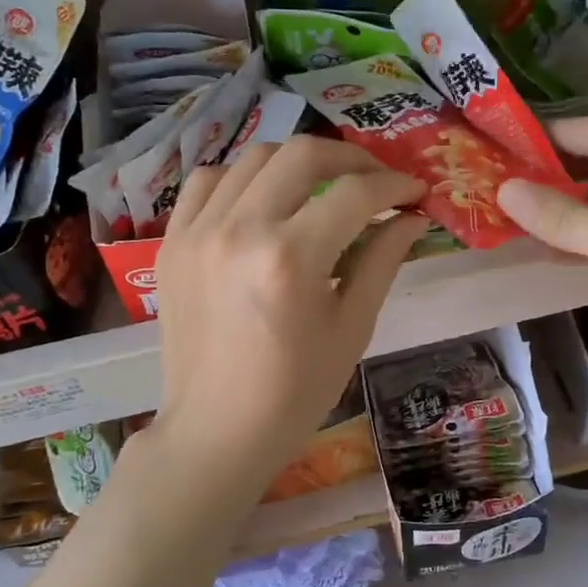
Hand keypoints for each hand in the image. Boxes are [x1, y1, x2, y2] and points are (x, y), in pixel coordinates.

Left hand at [151, 136, 427, 498]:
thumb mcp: (352, 329)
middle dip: (351, 158)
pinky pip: (209, 181)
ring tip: (323, 187)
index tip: (415, 191)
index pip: (355, 193)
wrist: (216, 432)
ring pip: (255, 157)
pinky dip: (245, 178)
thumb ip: (382, 261)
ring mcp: (197, 231)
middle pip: (303, 154)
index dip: (395, 184)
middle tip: (375, 180)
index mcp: (291, 259)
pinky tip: (265, 201)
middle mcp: (240, 230)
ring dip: (299, 163)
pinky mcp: (172, 242)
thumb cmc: (295, 393)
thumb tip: (411, 215)